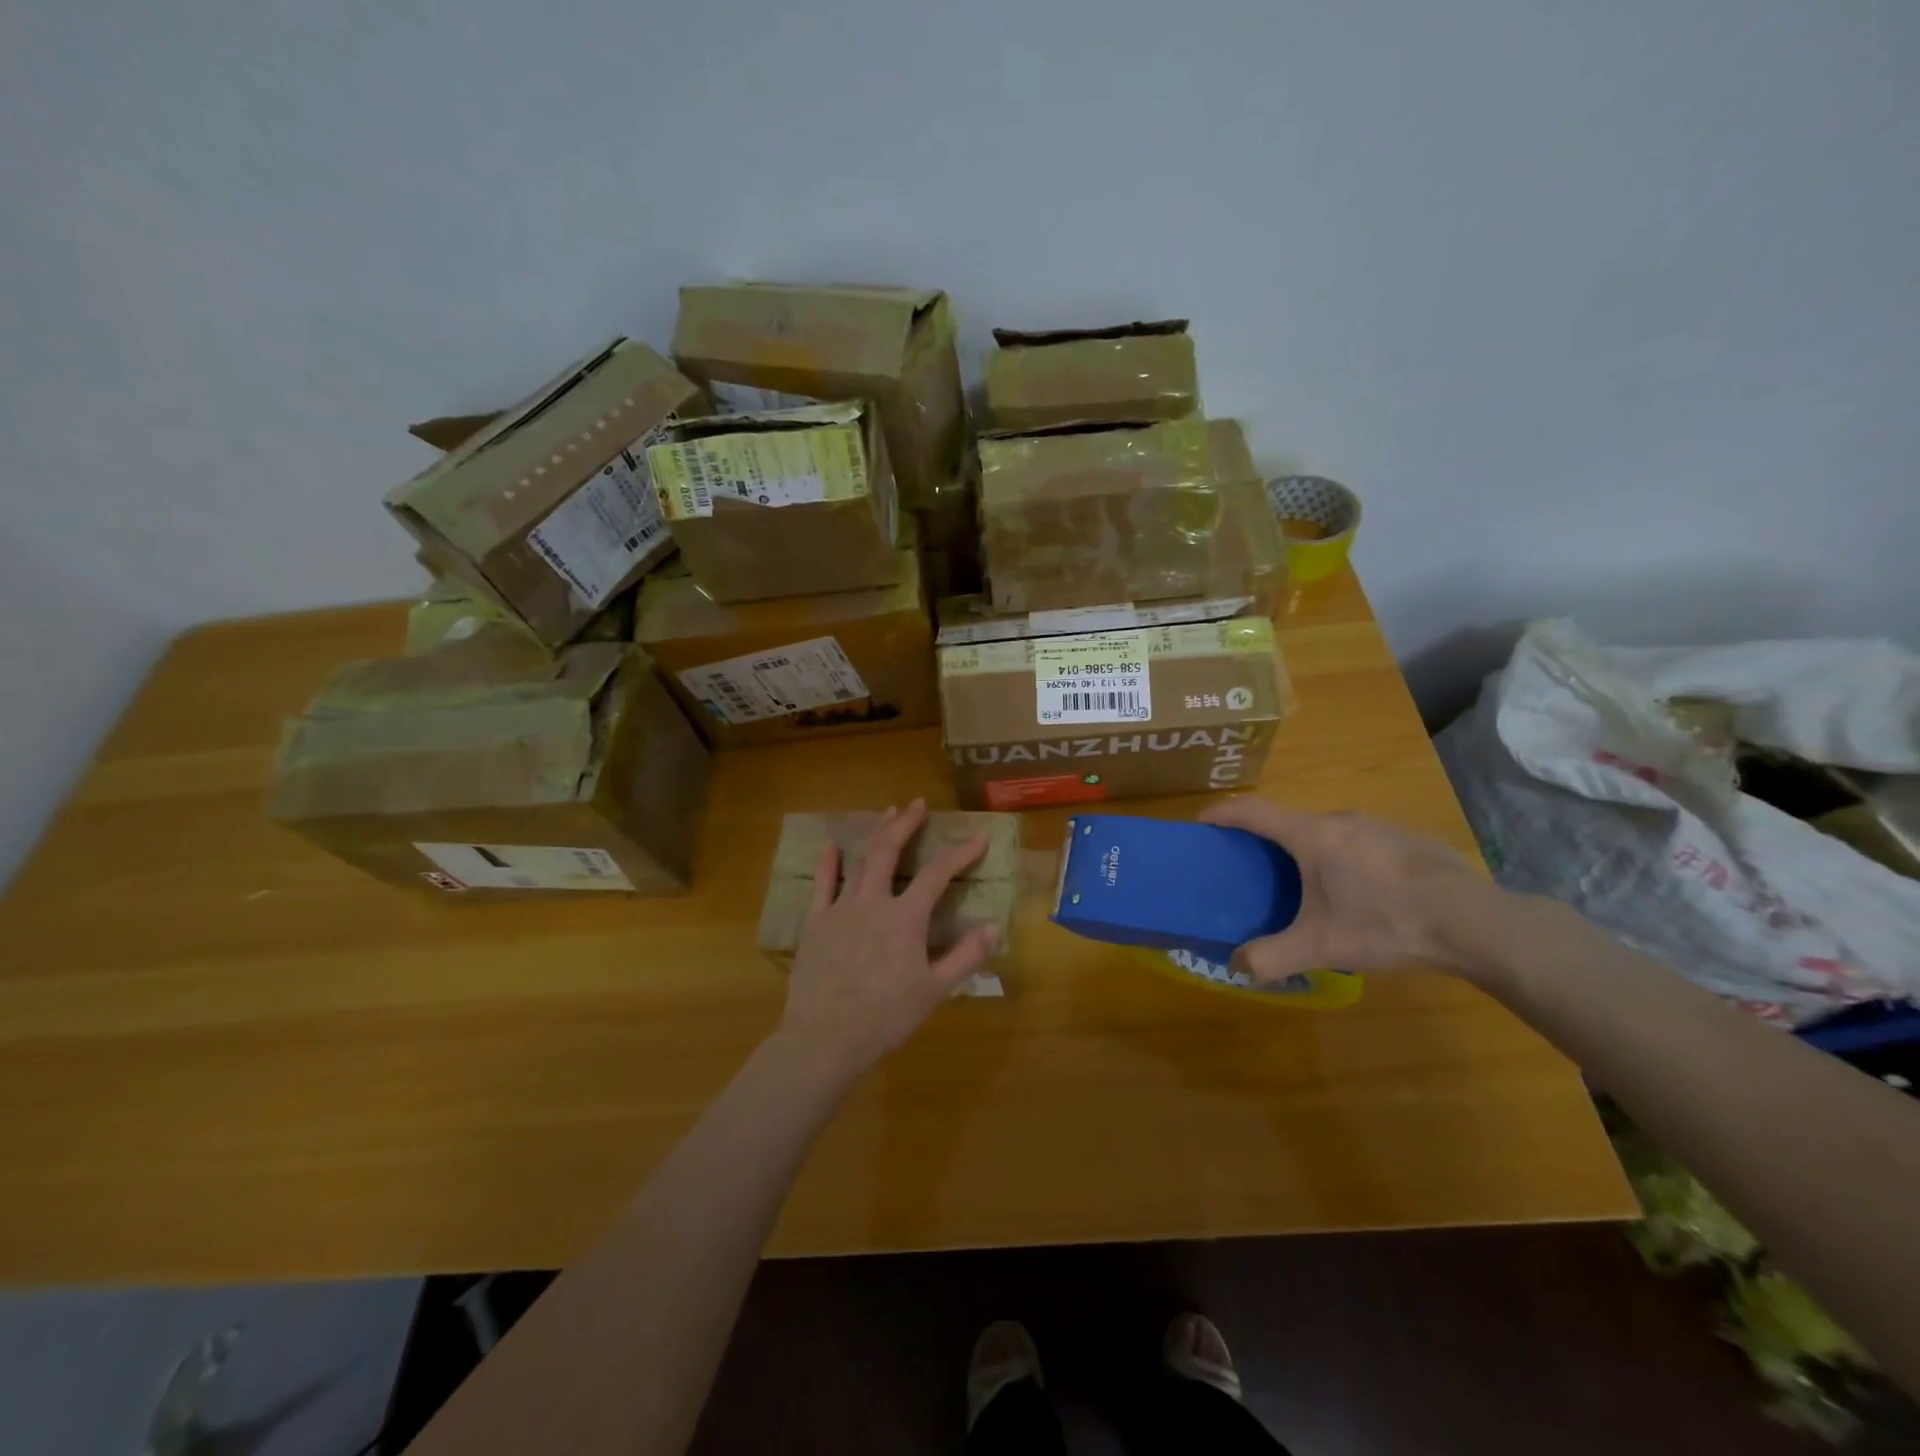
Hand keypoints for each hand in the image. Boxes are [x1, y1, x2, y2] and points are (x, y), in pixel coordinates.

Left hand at [775, 799, 999, 1077]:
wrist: (824, 1038)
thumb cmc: (885, 1017)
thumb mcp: (934, 991)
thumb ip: (965, 956)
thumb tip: (994, 926)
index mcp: (905, 918)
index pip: (938, 874)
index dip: (961, 852)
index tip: (978, 836)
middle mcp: (873, 902)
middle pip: (889, 851)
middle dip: (906, 824)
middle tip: (918, 804)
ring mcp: (840, 909)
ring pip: (859, 861)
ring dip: (875, 834)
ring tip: (887, 812)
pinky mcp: (815, 923)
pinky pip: (821, 884)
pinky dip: (828, 862)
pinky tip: (831, 844)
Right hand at [1198, 797, 1492, 982]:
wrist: (1477, 924)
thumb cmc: (1386, 923)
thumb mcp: (1322, 948)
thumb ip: (1272, 957)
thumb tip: (1237, 966)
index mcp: (1311, 836)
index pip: (1252, 811)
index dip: (1222, 813)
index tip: (1201, 822)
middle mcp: (1340, 820)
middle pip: (1290, 823)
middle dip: (1267, 843)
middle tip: (1257, 872)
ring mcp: (1378, 826)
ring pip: (1329, 834)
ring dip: (1311, 853)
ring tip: (1311, 888)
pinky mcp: (1408, 840)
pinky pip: (1361, 843)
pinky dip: (1346, 860)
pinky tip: (1364, 896)